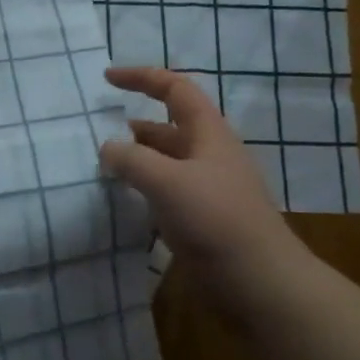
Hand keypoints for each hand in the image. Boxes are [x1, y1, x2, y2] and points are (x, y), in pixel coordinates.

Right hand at [98, 66, 307, 296]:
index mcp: (208, 134)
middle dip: (135, 123)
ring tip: (105, 165)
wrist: (260, 282)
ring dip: (137, 158)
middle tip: (99, 130)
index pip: (175, 89)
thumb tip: (107, 149)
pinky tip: (125, 200)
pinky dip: (143, 187)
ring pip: (166, 161)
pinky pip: (167, 191)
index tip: (107, 78)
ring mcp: (207, 188)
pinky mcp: (202, 219)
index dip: (142, 77)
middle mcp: (209, 155)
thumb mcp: (167, 182)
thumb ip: (131, 160)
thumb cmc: (216, 220)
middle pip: (169, 126)